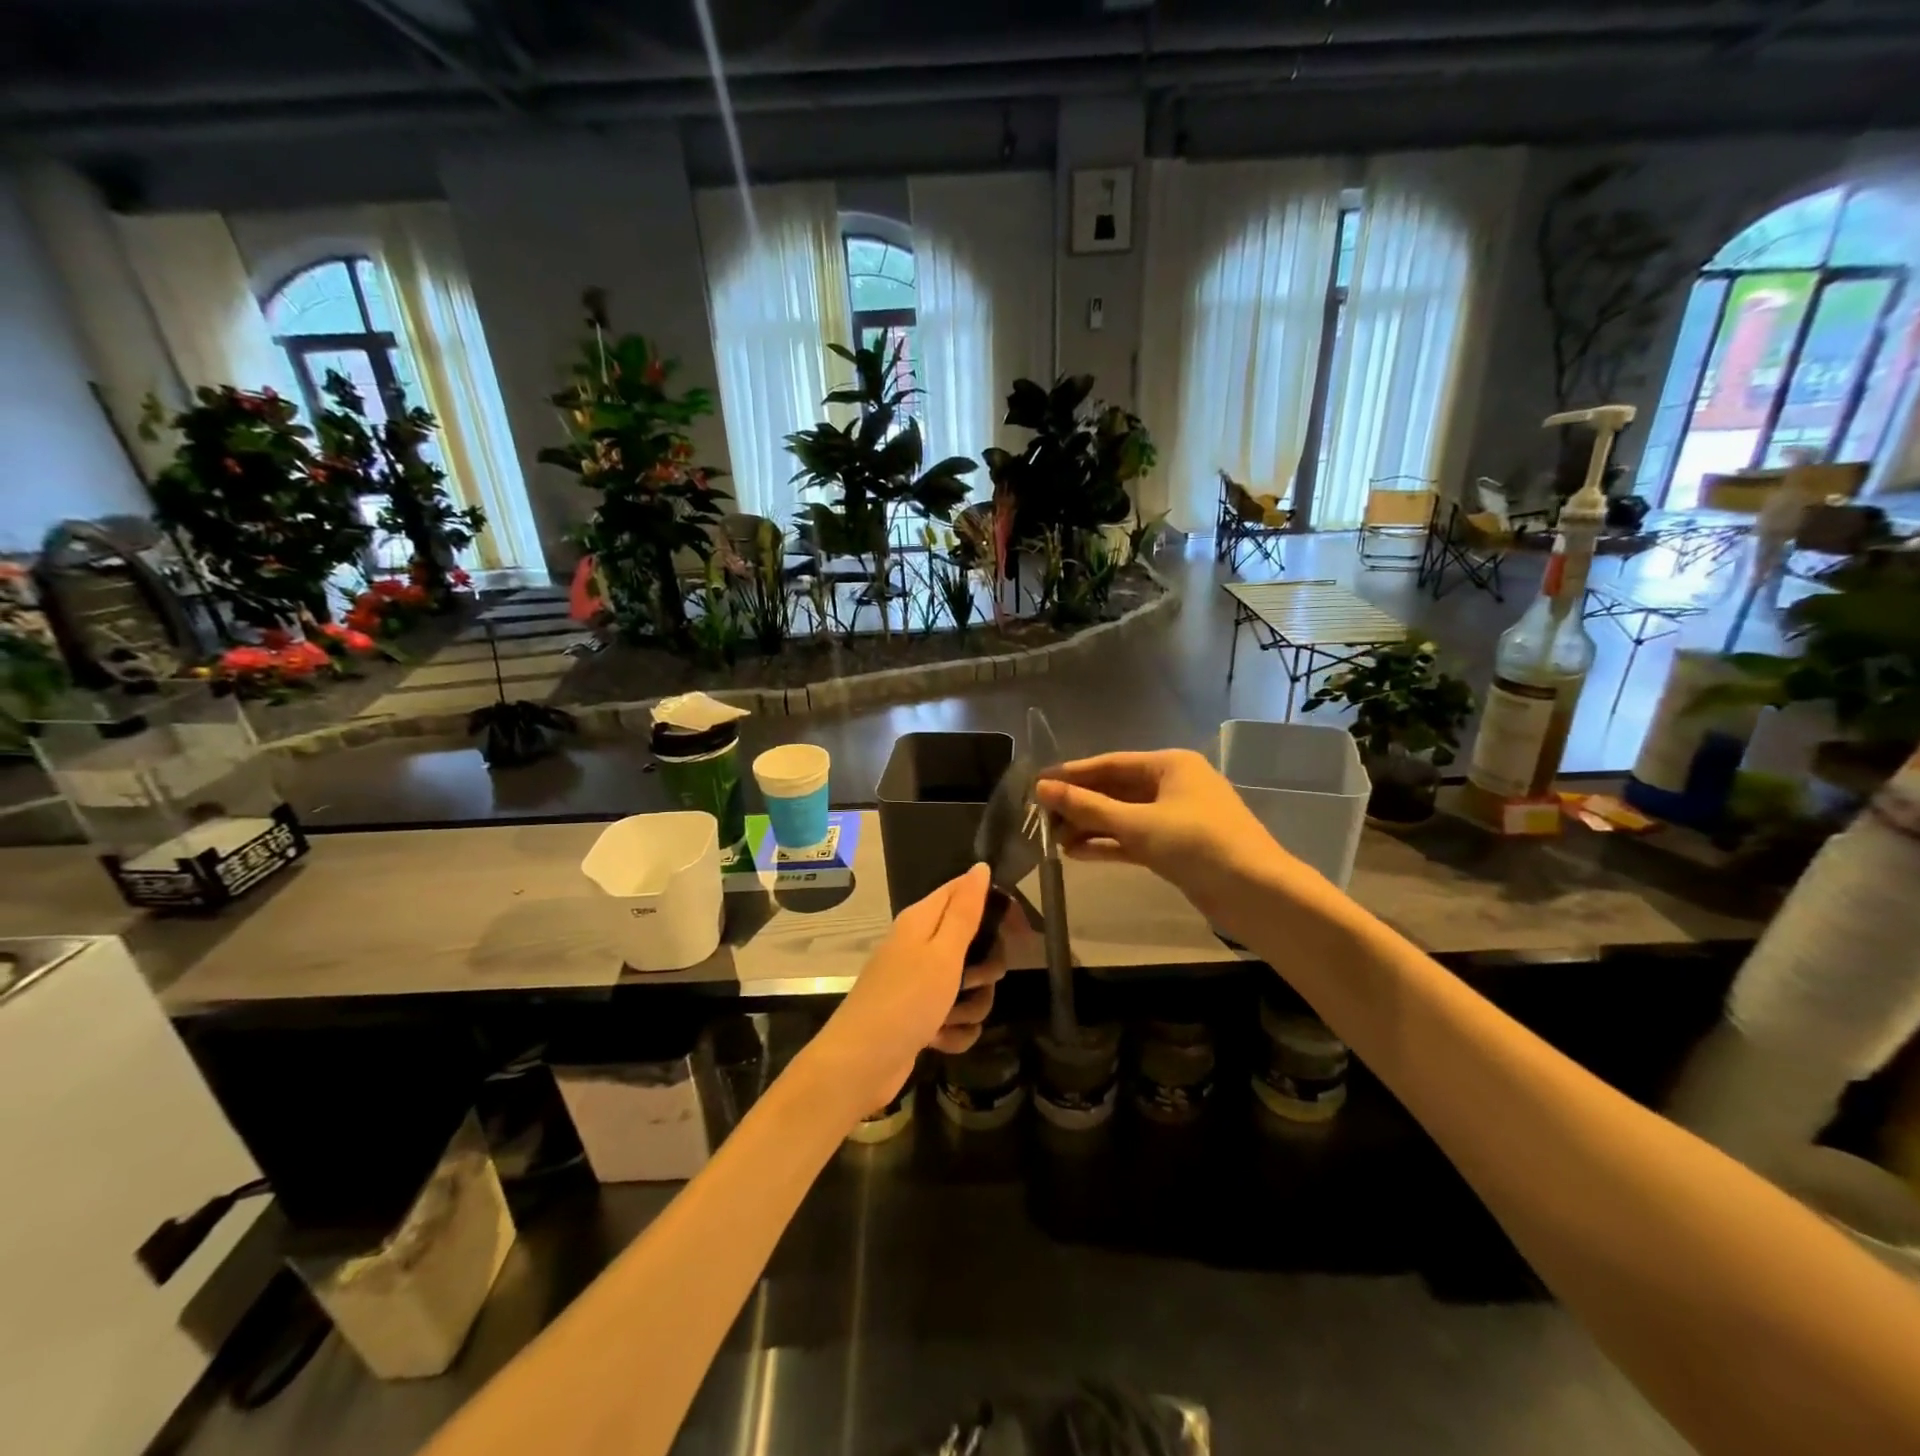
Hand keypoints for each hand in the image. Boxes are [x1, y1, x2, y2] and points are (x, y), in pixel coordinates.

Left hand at [809, 863, 1005, 1116]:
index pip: (966, 891)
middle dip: (984, 969)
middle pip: (975, 944)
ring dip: (970, 1006)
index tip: (1018, 931)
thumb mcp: (942, 952)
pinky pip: (956, 1017)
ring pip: (970, 986)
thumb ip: (964, 910)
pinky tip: (941, 1040)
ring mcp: (920, 983)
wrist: (861, 1064)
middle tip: (974, 981)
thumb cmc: (905, 1000)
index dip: (996, 906)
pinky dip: (954, 1031)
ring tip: (949, 1018)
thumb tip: (980, 867)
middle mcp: (921, 946)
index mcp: (923, 920)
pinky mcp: (921, 1016)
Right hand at [1036, 749, 1300, 933]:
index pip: (1110, 763)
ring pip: (1122, 816)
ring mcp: (1175, 816)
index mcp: (1169, 764)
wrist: (1256, 893)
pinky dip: (1108, 843)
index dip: (1072, 774)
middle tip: (1040, 818)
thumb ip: (1088, 807)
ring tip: (1053, 840)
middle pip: (1115, 789)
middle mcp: (1172, 784)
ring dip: (1090, 826)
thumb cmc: (1197, 844)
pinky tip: (1077, 853)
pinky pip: (1133, 837)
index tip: (1037, 784)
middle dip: (1079, 804)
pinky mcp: (1176, 846)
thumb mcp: (1137, 824)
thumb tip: (1042, 789)